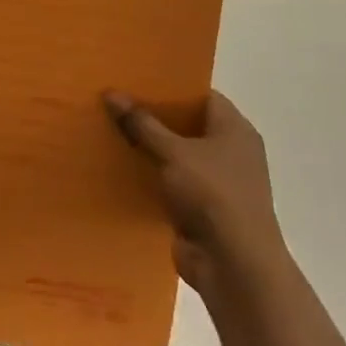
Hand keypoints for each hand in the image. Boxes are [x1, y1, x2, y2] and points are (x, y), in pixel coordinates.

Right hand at [103, 89, 289, 305]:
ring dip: (149, 148)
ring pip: (176, 155)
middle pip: (186, 124)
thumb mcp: (174, 152)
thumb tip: (111, 92)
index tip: (136, 78)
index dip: (170, 86)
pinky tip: (119, 166)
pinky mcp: (201, 209)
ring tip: (110, 128)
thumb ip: (142, 123)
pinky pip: (171, 182)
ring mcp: (217, 182)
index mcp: (234, 129)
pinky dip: (150, 176)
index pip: (201, 94)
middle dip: (153, 116)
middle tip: (116, 99)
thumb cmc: (213, 195)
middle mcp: (230, 152)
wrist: (235, 267)